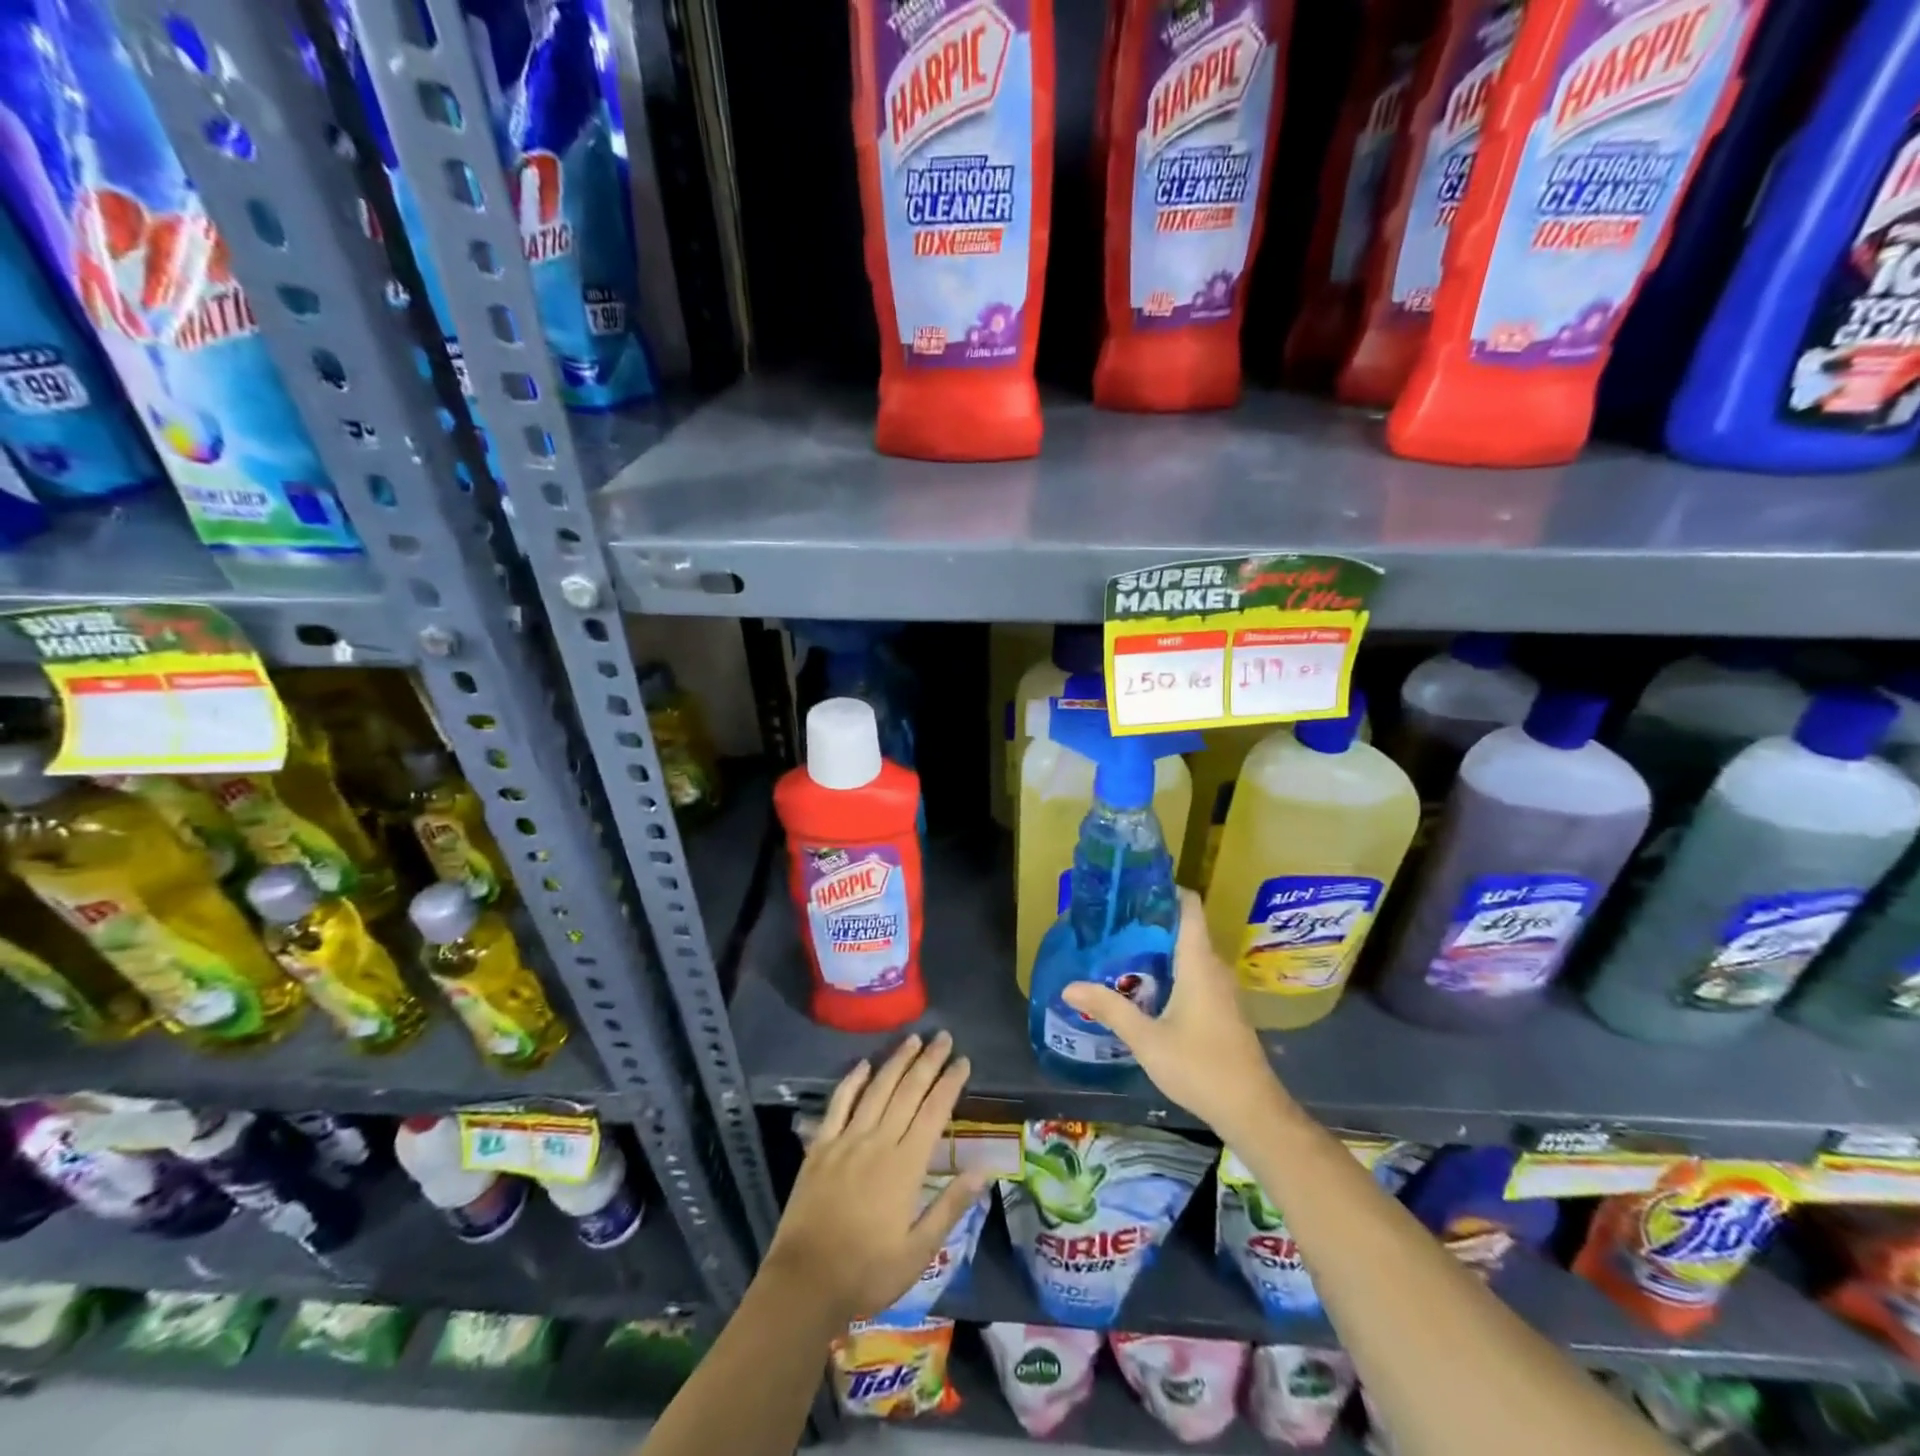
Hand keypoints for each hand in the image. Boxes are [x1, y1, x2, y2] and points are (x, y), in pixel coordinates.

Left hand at [765, 1031, 988, 1326]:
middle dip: (928, 1061)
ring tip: (913, 1039)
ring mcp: (846, 1140)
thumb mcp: (918, 1253)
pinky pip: (839, 1104)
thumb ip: (949, 1207)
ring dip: (896, 1061)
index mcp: (905, 1166)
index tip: (963, 1061)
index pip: (934, 1112)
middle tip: (943, 1037)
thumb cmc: (867, 1273)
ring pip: (876, 1089)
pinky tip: (863, 1064)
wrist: (804, 1284)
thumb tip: (983, 1172)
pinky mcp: (820, 1146)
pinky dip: (852, 1081)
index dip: (950, 1084)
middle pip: (908, 1091)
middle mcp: (878, 1142)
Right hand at [1063, 888, 1288, 1143]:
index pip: (1189, 906)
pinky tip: (1144, 985)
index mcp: (1198, 962)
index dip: (1164, 889)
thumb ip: (1109, 1009)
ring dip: (1158, 948)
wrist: (1252, 1111)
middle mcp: (1213, 967)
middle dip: (1150, 920)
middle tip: (1112, 920)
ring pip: (1188, 952)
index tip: (1132, 887)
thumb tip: (1069, 985)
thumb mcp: (1146, 1039)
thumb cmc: (1200, 1067)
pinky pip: (1194, 972)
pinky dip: (1170, 969)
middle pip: (1184, 927)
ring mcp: (1221, 989)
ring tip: (1120, 948)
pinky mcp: (1222, 1008)